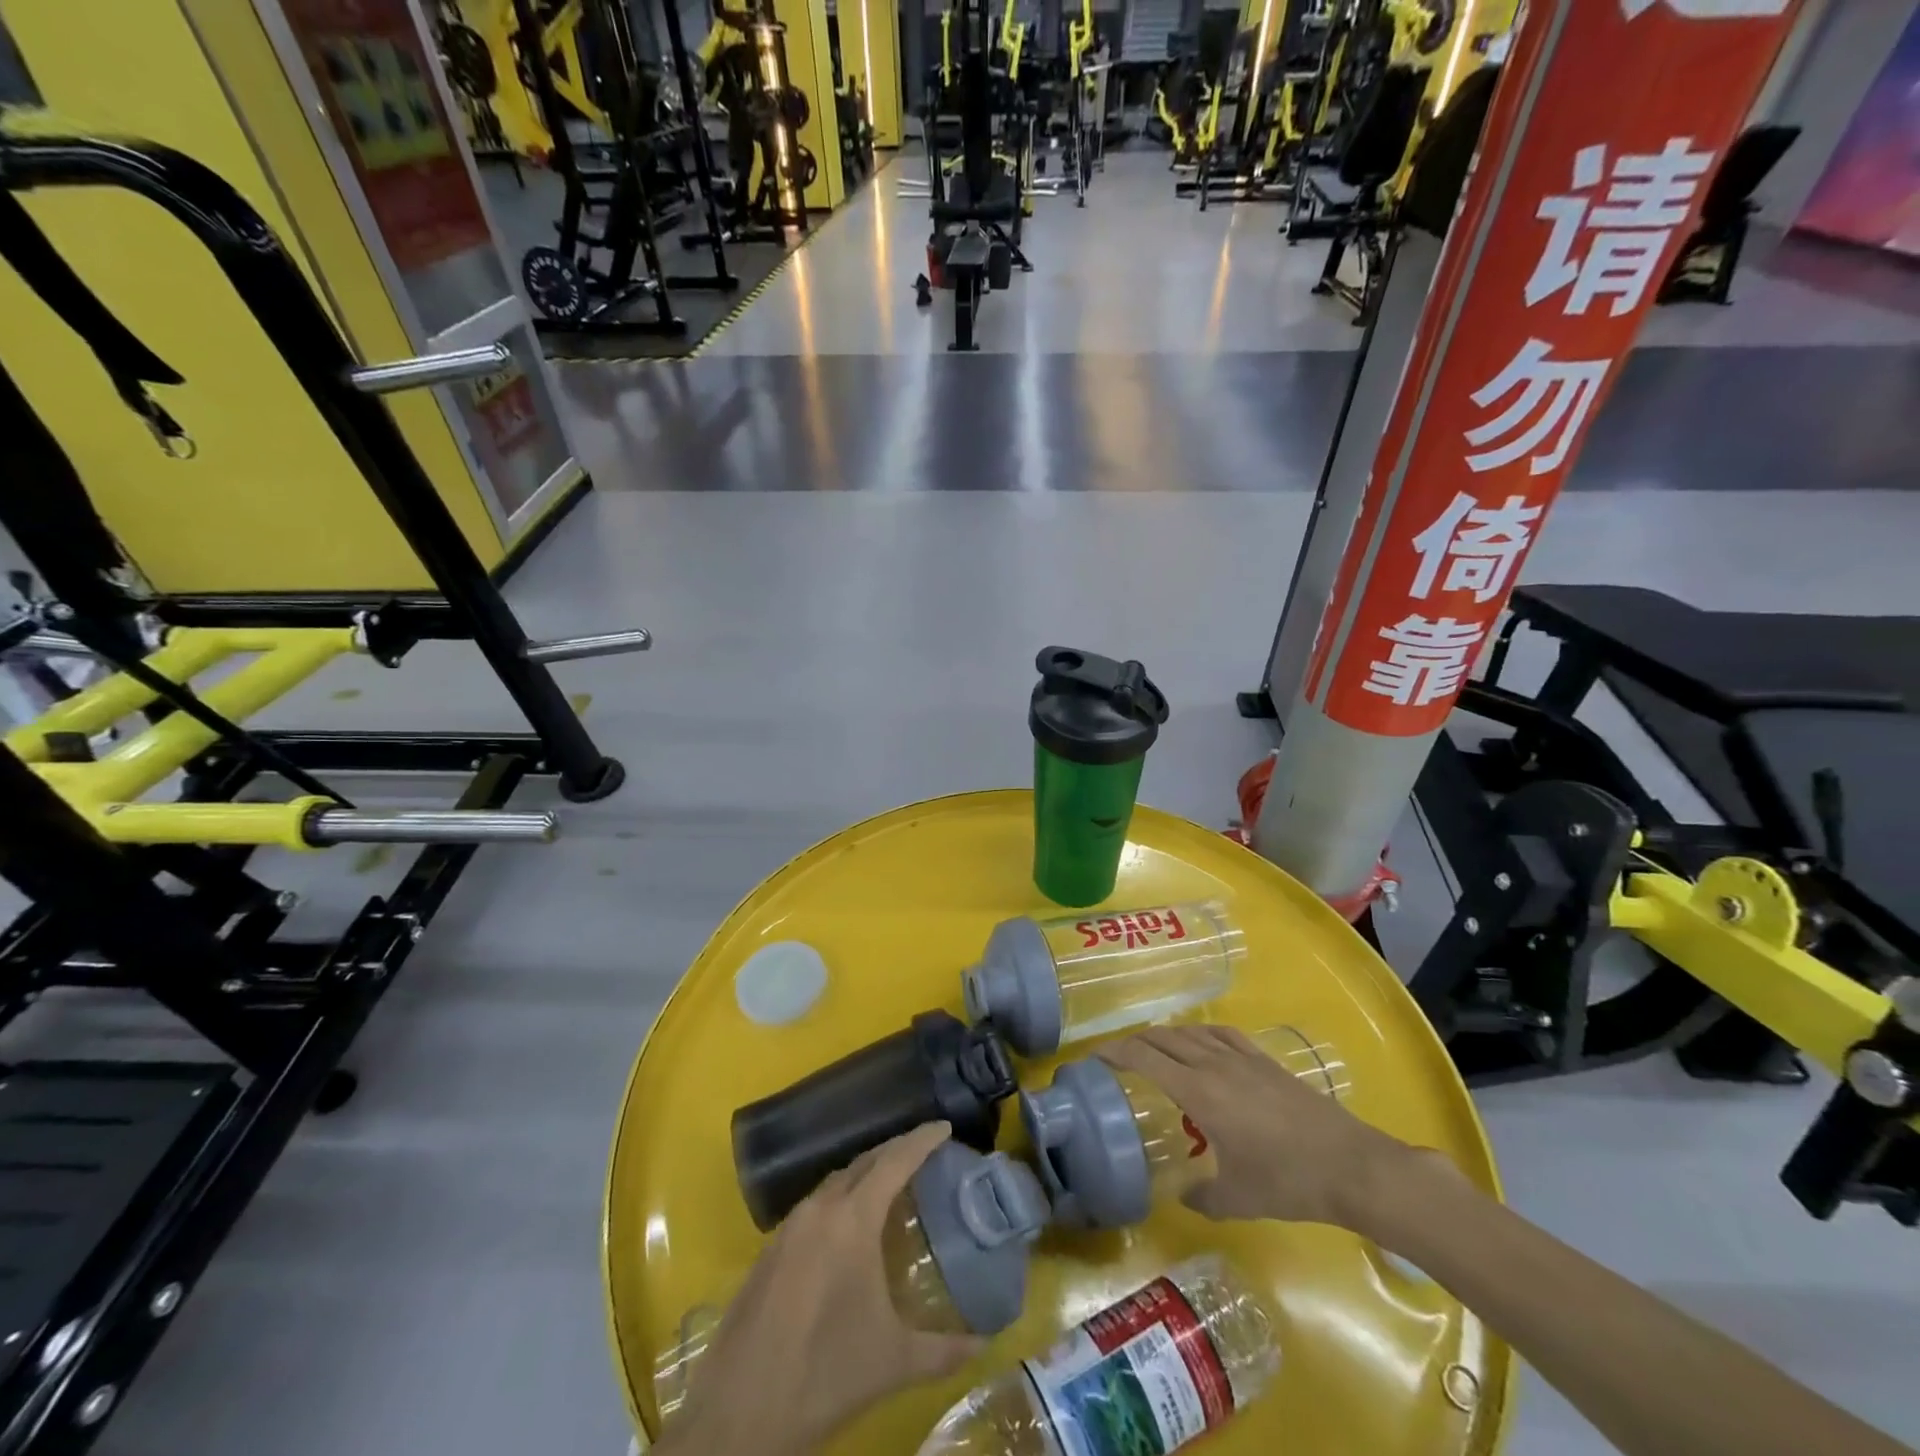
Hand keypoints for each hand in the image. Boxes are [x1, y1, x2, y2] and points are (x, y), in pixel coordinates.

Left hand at [656, 1123, 981, 1455]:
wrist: (737, 1416)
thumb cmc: (823, 1376)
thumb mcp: (892, 1363)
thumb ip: (944, 1350)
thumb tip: (987, 1344)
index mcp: (851, 1220)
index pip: (894, 1161)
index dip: (921, 1140)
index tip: (945, 1126)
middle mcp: (819, 1210)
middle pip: (863, 1163)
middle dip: (895, 1152)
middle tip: (923, 1152)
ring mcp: (788, 1228)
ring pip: (834, 1182)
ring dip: (864, 1175)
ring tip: (890, 1185)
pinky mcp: (768, 1251)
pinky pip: (813, 1207)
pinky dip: (839, 1200)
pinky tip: (847, 1228)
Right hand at [1098, 1025, 1430, 1229]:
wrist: (1351, 1165)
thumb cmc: (1288, 1182)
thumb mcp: (1236, 1199)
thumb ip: (1199, 1196)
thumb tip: (1180, 1193)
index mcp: (1199, 1092)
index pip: (1144, 1057)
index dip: (1114, 1052)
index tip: (1093, 1057)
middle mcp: (1214, 1064)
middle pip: (1163, 1037)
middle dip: (1134, 1042)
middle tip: (1116, 1057)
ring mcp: (1241, 1057)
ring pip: (1190, 1032)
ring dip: (1164, 1036)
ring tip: (1152, 1049)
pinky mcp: (1264, 1060)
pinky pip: (1221, 1034)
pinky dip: (1199, 1033)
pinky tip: (1200, 1043)